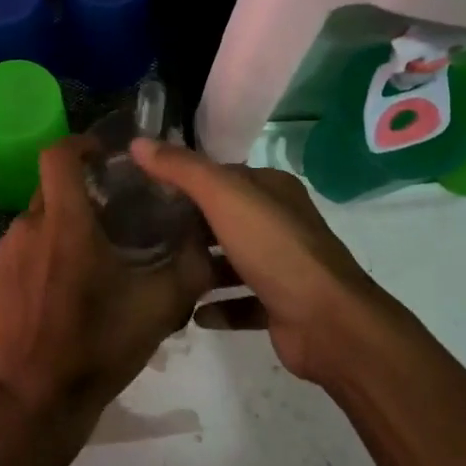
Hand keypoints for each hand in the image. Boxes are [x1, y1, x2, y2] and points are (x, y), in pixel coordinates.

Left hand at [0, 136, 213, 453]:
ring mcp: (9, 250)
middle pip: (53, 184)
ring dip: (68, 219)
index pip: (59, 154)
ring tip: (99, 248)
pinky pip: (28, 241)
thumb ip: (189, 267)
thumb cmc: (98, 346)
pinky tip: (72, 279)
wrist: (35, 399)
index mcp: (64, 222)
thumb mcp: (158, 308)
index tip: (107, 157)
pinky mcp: (0, 274)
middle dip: (84, 187)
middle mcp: (30, 225)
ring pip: (41, 214)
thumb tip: (206, 238)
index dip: (82, 143)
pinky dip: (50, 244)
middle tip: (117, 208)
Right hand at [129, 140, 404, 385]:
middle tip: (143, 231)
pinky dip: (217, 306)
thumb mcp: (223, 196)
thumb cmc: (275, 248)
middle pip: (225, 217)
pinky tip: (190, 312)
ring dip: (202, 266)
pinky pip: (241, 302)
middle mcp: (280, 222)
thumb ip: (181, 168)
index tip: (145, 188)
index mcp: (272, 189)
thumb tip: (138, 142)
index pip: (222, 175)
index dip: (185, 178)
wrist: (328, 323)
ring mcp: (283, 266)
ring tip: (160, 270)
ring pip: (233, 260)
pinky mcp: (281, 306)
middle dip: (189, 224)